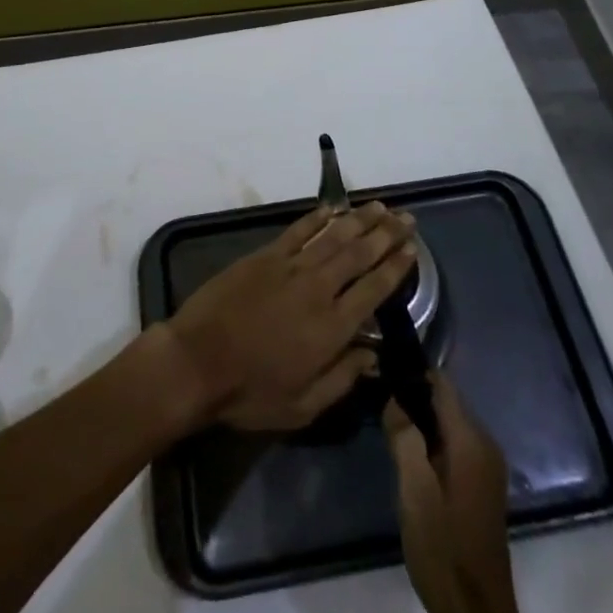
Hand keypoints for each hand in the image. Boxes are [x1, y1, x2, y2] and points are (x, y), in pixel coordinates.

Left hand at [164, 202, 416, 431]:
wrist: (199, 361)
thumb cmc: (252, 392)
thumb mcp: (304, 405)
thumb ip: (343, 377)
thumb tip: (374, 355)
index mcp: (332, 327)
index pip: (374, 289)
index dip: (396, 267)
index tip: (413, 249)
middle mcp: (318, 288)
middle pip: (360, 254)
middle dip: (386, 234)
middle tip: (407, 218)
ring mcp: (290, 267)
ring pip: (334, 236)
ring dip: (359, 220)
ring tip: (380, 207)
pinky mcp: (266, 255)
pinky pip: (298, 230)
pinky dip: (317, 217)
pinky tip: (333, 207)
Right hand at [385, 375, 519, 612]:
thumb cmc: (443, 549)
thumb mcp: (414, 490)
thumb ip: (404, 436)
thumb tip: (395, 397)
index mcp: (471, 440)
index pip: (441, 383)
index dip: (411, 375)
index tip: (382, 375)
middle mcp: (485, 445)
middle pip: (445, 402)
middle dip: (413, 400)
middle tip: (380, 410)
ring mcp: (487, 468)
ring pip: (448, 425)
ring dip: (421, 424)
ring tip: (389, 433)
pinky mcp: (482, 487)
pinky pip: (455, 447)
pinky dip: (432, 445)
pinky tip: (410, 462)